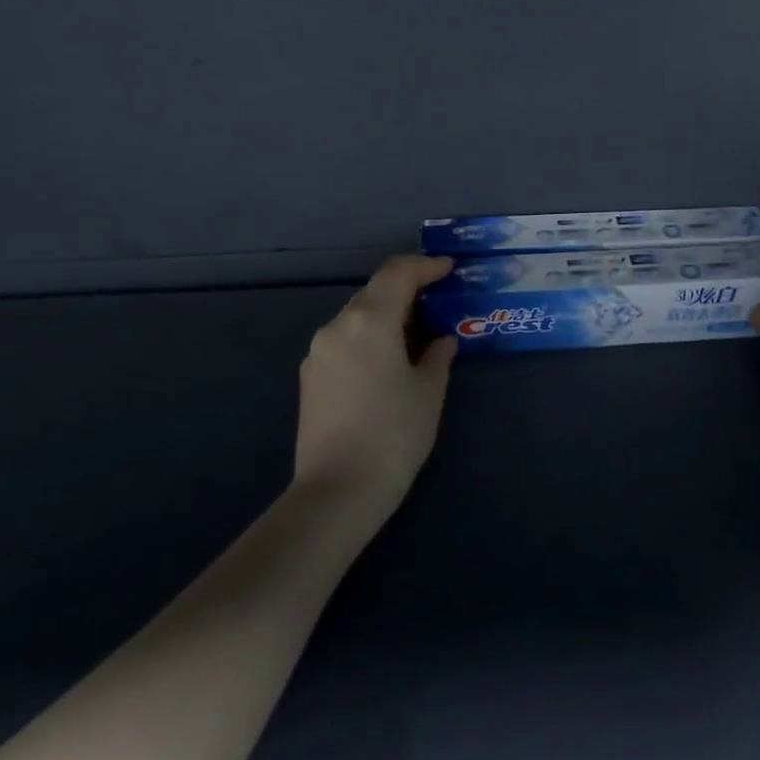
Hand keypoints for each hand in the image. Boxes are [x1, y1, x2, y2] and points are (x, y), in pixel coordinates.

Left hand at [295, 255, 456, 526]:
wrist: (336, 493)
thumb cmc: (393, 435)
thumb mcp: (428, 392)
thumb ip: (437, 356)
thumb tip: (440, 341)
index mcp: (369, 320)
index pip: (398, 273)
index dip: (426, 266)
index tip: (449, 270)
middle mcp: (337, 326)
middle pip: (376, 291)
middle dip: (408, 289)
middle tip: (438, 301)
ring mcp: (318, 352)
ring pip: (358, 316)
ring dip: (388, 314)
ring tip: (417, 333)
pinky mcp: (311, 377)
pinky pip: (345, 340)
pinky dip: (370, 336)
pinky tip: (388, 360)